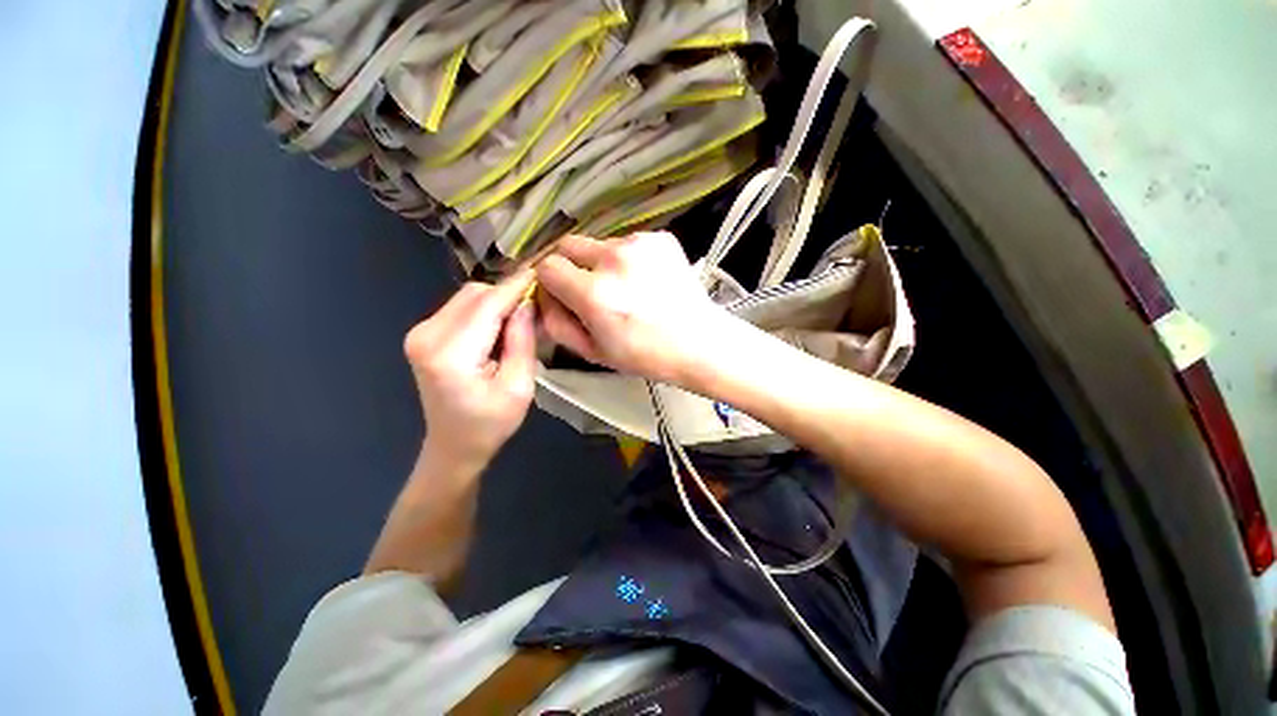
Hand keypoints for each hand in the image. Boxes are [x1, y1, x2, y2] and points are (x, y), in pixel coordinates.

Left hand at [404, 271, 536, 471]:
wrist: (453, 446)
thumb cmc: (491, 424)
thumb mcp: (519, 387)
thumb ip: (522, 342)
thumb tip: (527, 304)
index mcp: (450, 355)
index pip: (488, 305)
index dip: (517, 286)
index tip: (542, 271)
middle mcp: (426, 336)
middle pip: (475, 294)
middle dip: (508, 294)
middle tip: (536, 306)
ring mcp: (420, 333)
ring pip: (467, 296)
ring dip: (497, 301)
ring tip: (521, 318)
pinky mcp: (423, 334)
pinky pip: (460, 308)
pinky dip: (485, 310)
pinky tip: (500, 326)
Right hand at [534, 232, 729, 384]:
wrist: (700, 342)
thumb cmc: (647, 356)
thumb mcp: (593, 352)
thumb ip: (557, 323)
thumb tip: (541, 297)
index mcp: (595, 293)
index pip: (547, 266)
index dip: (550, 283)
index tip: (562, 295)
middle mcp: (613, 259)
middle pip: (567, 245)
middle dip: (570, 266)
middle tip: (589, 289)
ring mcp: (640, 244)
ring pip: (599, 244)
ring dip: (601, 263)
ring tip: (625, 289)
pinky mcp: (660, 238)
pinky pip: (627, 243)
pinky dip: (627, 260)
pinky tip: (645, 281)